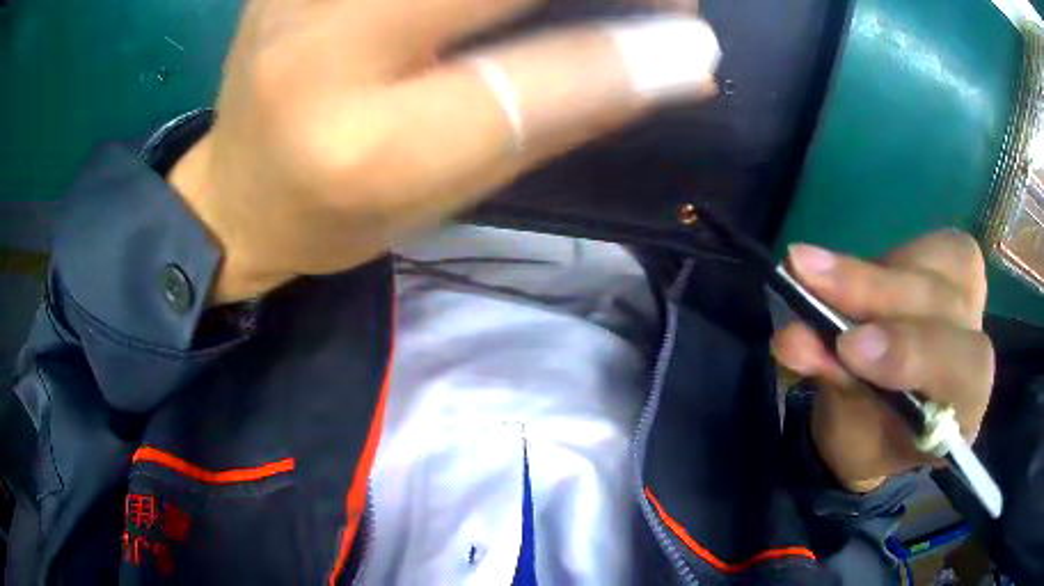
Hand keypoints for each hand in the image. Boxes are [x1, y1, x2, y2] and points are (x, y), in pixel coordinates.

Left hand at [169, 0, 717, 302]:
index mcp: (369, 151)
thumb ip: (558, 117)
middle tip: (661, 4)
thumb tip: (678, 64)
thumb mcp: (451, 193)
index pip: (530, 81)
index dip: (630, 53)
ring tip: (592, 9)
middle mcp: (322, 54)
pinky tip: (475, 11)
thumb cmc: (340, 216)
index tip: (693, 40)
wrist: (238, 194)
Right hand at [772, 232, 994, 492]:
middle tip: (808, 275)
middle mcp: (976, 351)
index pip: (961, 371)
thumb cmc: (869, 438)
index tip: (848, 347)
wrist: (881, 421)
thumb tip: (792, 339)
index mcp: (963, 410)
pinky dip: (892, 254)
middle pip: (946, 304)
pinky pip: (935, 247)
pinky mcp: (955, 273)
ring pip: (944, 263)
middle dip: (878, 291)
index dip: (911, 352)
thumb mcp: (848, 430)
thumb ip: (834, 383)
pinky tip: (854, 270)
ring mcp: (971, 306)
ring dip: (878, 268)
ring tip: (815, 270)